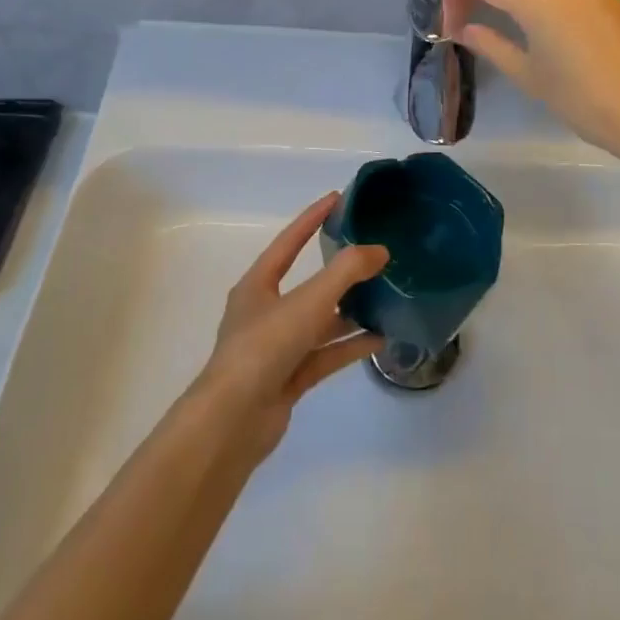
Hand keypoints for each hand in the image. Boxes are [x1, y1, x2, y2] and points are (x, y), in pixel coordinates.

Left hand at [191, 194, 386, 461]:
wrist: (233, 421)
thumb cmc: (265, 347)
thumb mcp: (308, 300)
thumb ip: (346, 271)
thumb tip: (380, 250)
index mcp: (258, 285)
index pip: (289, 241)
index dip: (312, 218)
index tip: (338, 198)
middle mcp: (266, 312)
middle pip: (308, 283)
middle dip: (340, 269)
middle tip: (374, 252)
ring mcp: (278, 347)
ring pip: (320, 321)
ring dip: (350, 310)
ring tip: (386, 296)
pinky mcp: (290, 377)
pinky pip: (326, 354)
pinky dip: (350, 345)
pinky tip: (380, 338)